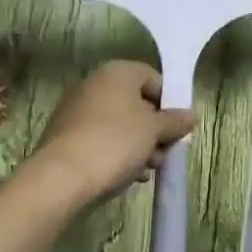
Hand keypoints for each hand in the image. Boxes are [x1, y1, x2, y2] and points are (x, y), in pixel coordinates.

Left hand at [32, 61, 197, 202]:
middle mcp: (94, 84)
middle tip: (164, 152)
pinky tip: (127, 175)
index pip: (153, 79)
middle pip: (136, 103)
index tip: (176, 128)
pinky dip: (116, 153)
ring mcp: (76, 110)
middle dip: (154, 129)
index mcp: (117, 73)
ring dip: (138, 145)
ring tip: (147, 170)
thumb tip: (190, 115)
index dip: (169, 103)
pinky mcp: (65, 135)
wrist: (62, 177)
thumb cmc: (115, 142)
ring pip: (119, 124)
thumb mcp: (154, 131)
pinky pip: (100, 139)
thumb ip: (175, 121)